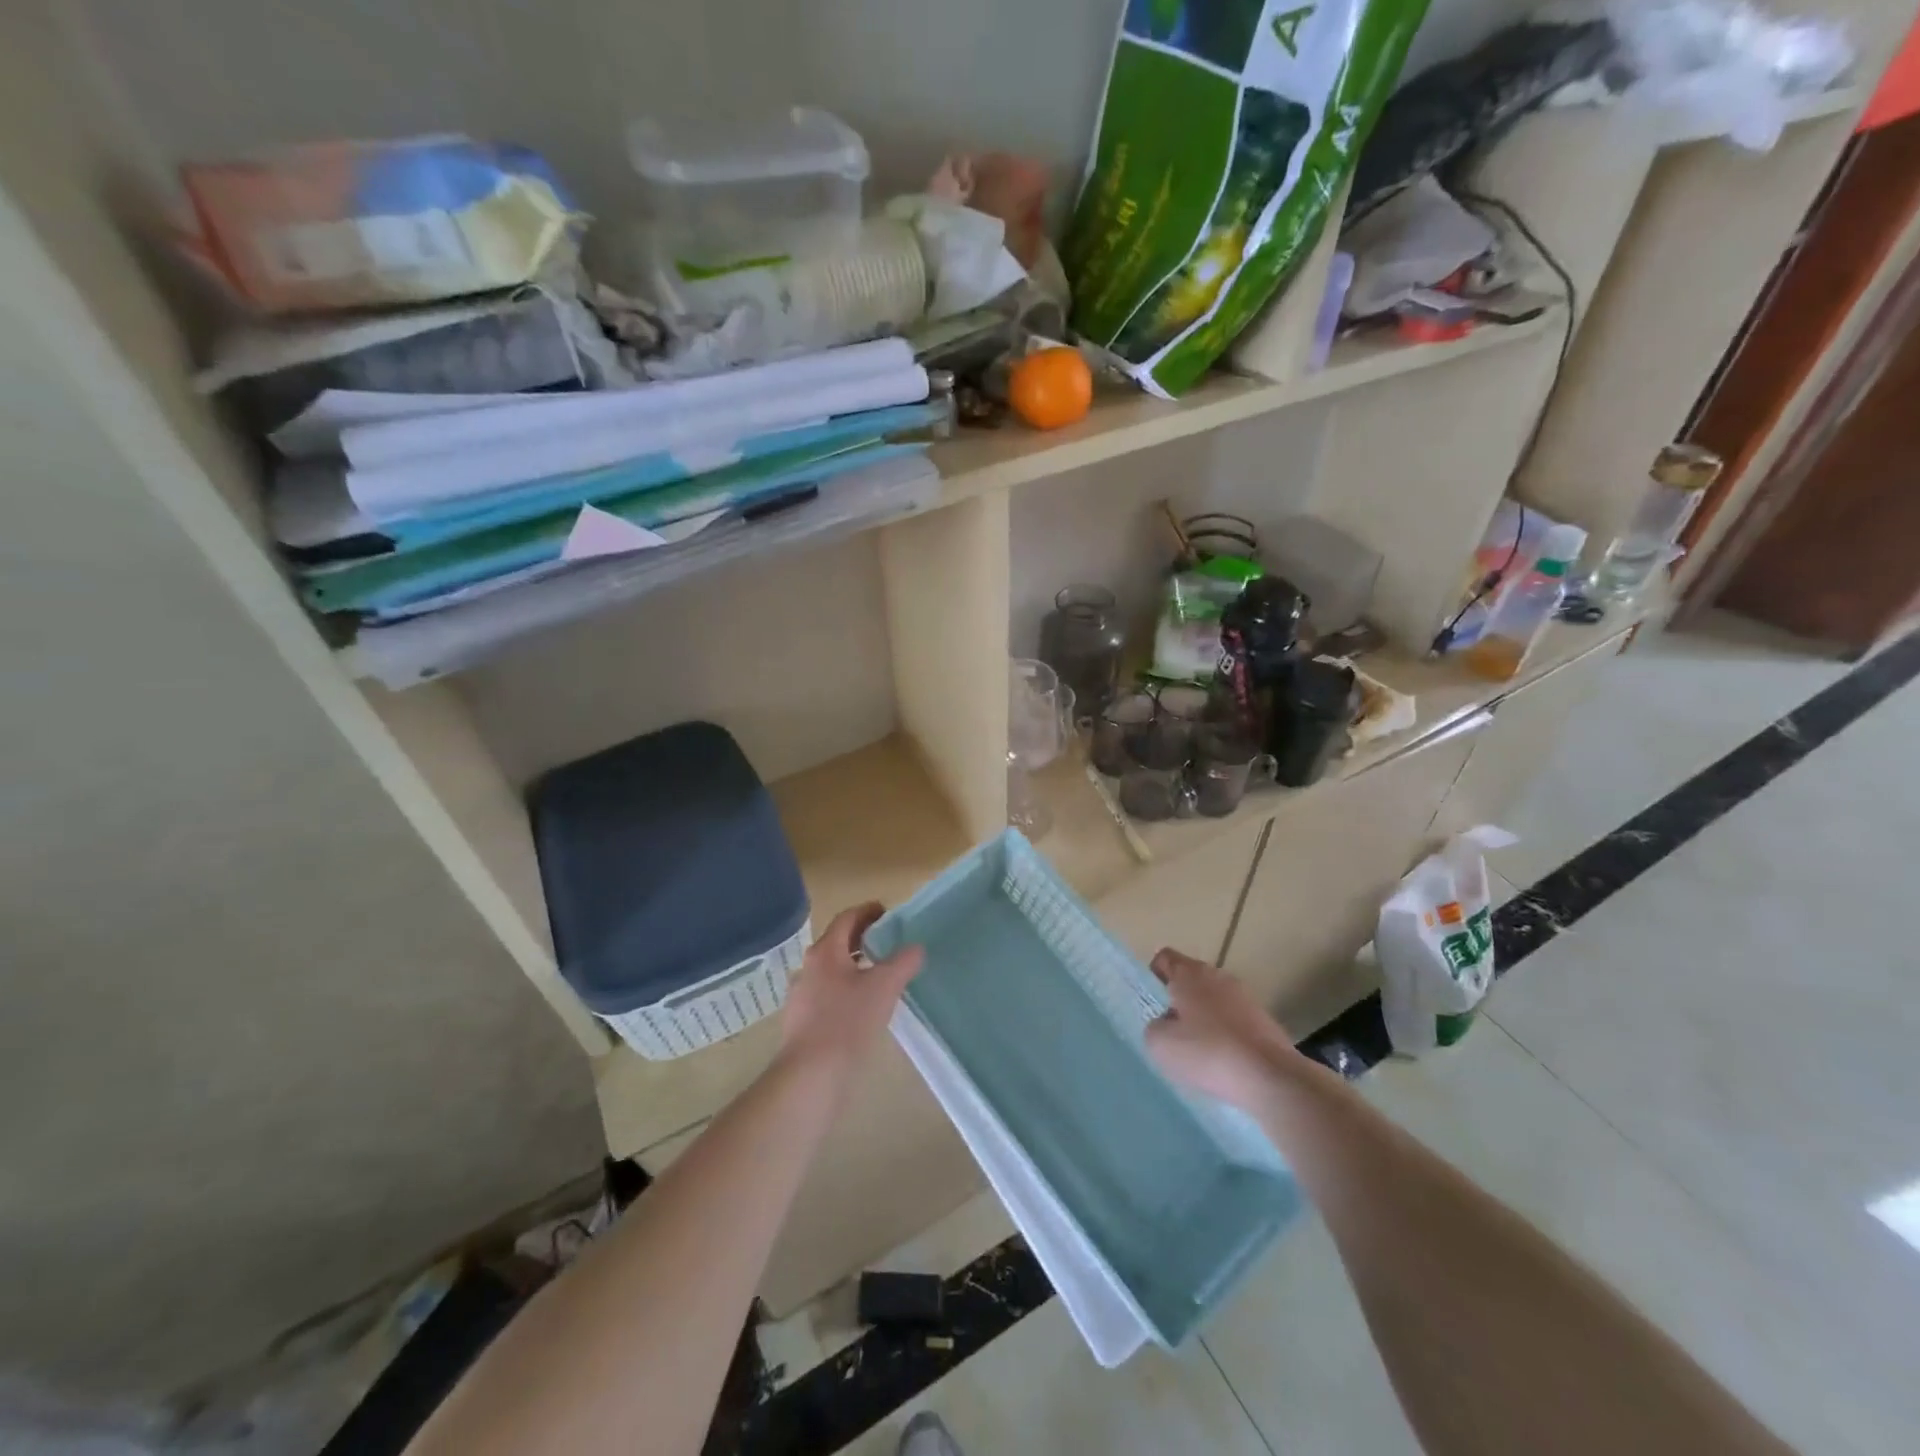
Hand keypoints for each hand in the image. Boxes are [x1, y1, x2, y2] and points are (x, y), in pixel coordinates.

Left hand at [779, 903, 922, 1083]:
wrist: (811, 1076)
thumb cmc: (847, 1022)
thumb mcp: (884, 987)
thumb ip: (903, 962)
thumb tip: (916, 947)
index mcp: (825, 952)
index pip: (846, 918)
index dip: (867, 911)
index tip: (887, 912)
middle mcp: (809, 968)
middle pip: (837, 942)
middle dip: (862, 938)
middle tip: (888, 941)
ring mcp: (802, 996)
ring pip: (832, 970)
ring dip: (855, 965)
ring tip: (880, 974)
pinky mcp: (802, 1022)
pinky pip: (827, 994)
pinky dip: (846, 989)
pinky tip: (863, 1007)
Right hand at [1145, 948, 1297, 1112]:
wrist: (1271, 1077)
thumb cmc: (1208, 1053)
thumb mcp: (1161, 1044)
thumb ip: (1154, 1027)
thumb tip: (1165, 1023)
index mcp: (1189, 973)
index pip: (1165, 958)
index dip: (1154, 976)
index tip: (1153, 1004)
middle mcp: (1218, 976)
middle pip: (1191, 979)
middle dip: (1179, 1001)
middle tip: (1172, 1032)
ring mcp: (1245, 996)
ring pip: (1214, 1000)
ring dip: (1204, 1018)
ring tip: (1199, 1051)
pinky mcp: (1265, 1020)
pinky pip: (1235, 1020)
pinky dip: (1227, 1034)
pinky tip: (1225, 1062)